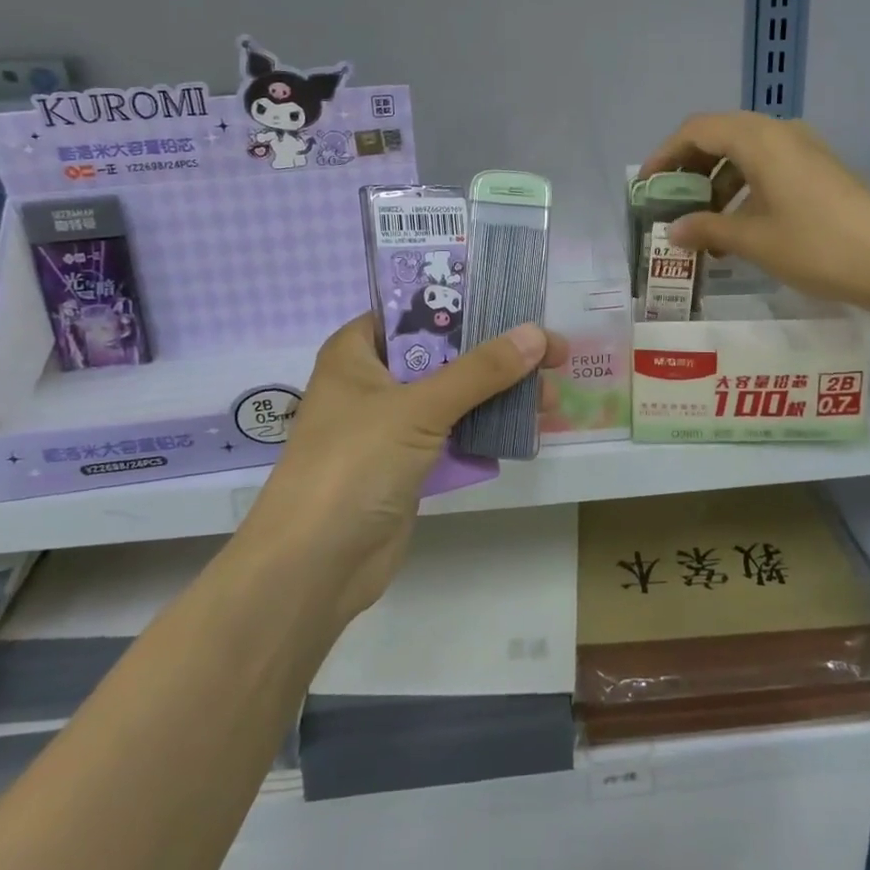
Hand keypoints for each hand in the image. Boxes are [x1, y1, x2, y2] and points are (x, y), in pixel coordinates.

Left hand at [243, 315, 566, 627]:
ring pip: (454, 395)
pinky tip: (526, 427)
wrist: (316, 566)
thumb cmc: (355, 465)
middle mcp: (373, 381)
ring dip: (500, 394)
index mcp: (357, 351)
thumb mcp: (419, 408)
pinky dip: (487, 428)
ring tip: (550, 398)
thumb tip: (537, 333)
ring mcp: (390, 425)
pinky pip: (454, 433)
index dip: (466, 304)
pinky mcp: (408, 463)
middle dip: (497, 354)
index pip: (415, 309)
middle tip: (553, 354)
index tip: (518, 304)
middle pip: (443, 352)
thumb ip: (480, 370)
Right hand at [638, 112, 869, 311]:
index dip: (665, 155)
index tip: (646, 186)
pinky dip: (743, 187)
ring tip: (700, 221)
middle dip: (689, 166)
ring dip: (716, 181)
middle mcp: (781, 133)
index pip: (697, 130)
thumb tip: (673, 230)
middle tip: (669, 200)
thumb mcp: (752, 240)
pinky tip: (737, 224)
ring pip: (744, 152)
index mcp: (759, 139)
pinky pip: (767, 166)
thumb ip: (707, 229)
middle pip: (720, 135)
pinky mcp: (819, 170)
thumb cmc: (815, 246)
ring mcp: (804, 149)